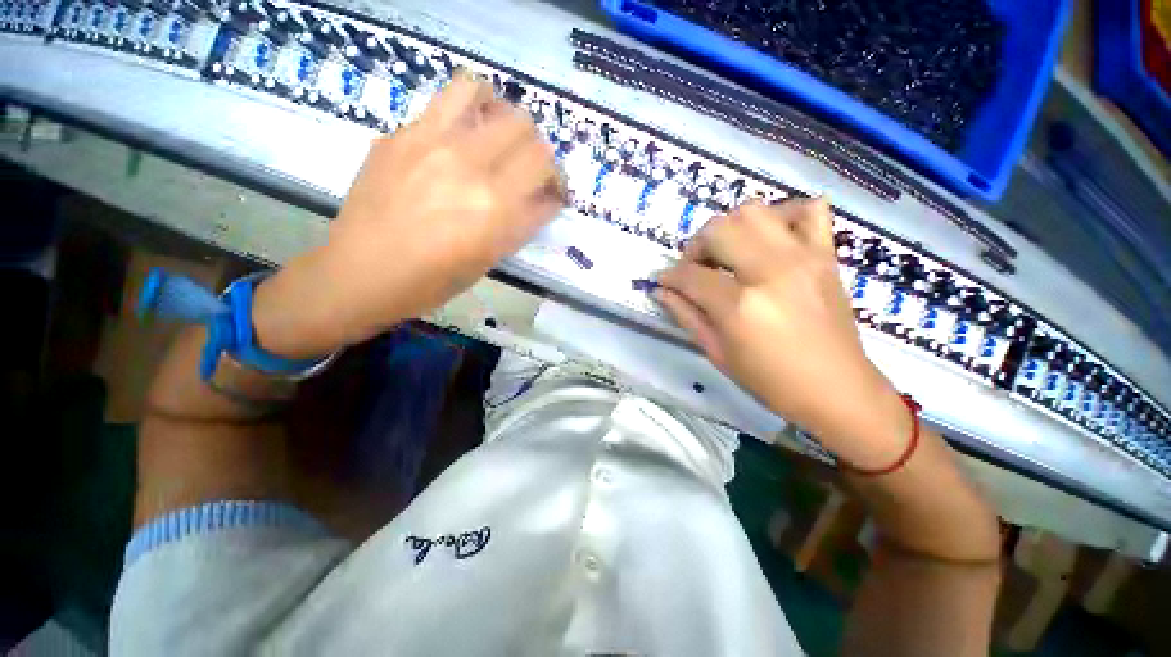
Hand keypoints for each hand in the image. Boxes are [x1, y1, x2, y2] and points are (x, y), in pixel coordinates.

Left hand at [252, 74, 563, 357]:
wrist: (362, 273)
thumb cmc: (433, 281)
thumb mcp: (489, 259)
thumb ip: (522, 224)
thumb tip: (545, 200)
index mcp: (496, 208)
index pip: (545, 169)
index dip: (556, 180)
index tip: (551, 193)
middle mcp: (469, 167)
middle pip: (525, 128)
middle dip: (536, 150)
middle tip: (526, 171)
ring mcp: (430, 143)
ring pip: (482, 94)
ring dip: (498, 114)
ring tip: (494, 136)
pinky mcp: (401, 135)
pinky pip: (443, 104)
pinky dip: (463, 114)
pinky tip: (457, 141)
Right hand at [657, 199, 910, 466]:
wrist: (837, 389)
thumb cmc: (771, 381)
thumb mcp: (717, 353)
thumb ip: (686, 315)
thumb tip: (662, 290)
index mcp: (740, 305)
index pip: (691, 275)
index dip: (670, 276)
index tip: (664, 281)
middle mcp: (770, 271)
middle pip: (719, 230)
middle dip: (696, 246)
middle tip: (696, 268)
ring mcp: (803, 257)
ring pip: (754, 211)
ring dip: (731, 227)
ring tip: (728, 252)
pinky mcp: (826, 255)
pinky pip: (809, 210)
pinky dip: (783, 214)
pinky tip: (771, 238)